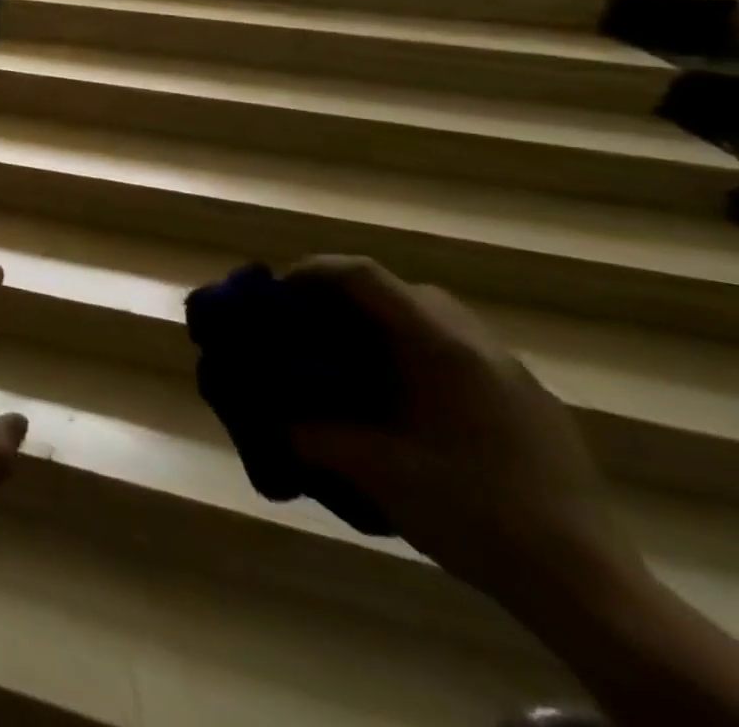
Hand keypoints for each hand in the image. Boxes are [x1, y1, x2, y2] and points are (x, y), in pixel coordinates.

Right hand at [287, 256, 644, 609]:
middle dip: (350, 298)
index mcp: (440, 346)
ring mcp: (516, 377)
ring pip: (439, 321)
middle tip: (315, 326)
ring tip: (359, 364)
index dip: (312, 271)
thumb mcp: (371, 470)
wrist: (589, 592)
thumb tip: (274, 416)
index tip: (277, 293)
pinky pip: (466, 356)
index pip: (364, 275)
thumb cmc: (471, 511)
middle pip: (402, 290)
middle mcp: (480, 346)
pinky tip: (411, 406)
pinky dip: (424, 358)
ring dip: (390, 327)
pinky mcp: (535, 408)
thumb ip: (310, 433)